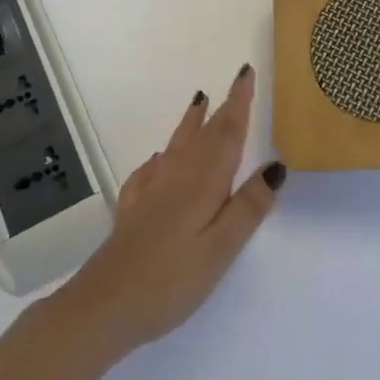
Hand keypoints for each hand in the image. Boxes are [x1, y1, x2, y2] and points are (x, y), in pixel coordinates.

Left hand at [59, 65, 283, 358]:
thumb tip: (276, 165)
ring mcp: (151, 191)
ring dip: (192, 122)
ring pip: (177, 145)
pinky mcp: (133, 210)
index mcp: (203, 182)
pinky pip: (150, 170)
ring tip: (199, 101)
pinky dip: (161, 157)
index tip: (246, 72)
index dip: (239, 102)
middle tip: (236, 81)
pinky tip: (158, 161)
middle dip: (222, 107)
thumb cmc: (170, 280)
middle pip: (204, 134)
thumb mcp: (220, 249)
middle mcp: (177, 176)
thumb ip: (248, 207)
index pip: (226, 133)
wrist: (103, 306)